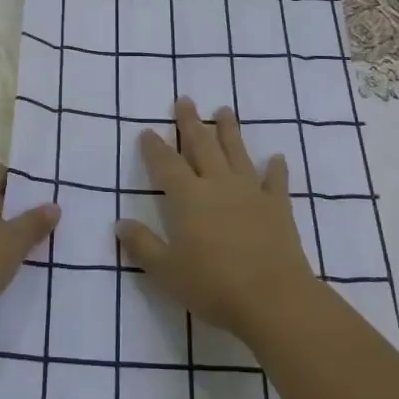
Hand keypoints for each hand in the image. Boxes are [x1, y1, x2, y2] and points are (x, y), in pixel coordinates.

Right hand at [116, 98, 317, 341]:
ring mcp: (250, 192)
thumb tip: (120, 224)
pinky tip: (277, 158)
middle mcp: (218, 184)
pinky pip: (276, 181)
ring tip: (224, 110)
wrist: (273, 298)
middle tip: (185, 100)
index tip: (147, 131)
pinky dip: (276, 169)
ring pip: (237, 152)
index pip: (166, 164)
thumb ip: (143, 245)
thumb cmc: (213, 285)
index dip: (154, 147)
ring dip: (229, 131)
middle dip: (190, 122)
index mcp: (188, 197)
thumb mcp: (167, 271)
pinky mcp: (277, 206)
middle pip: (202, 145)